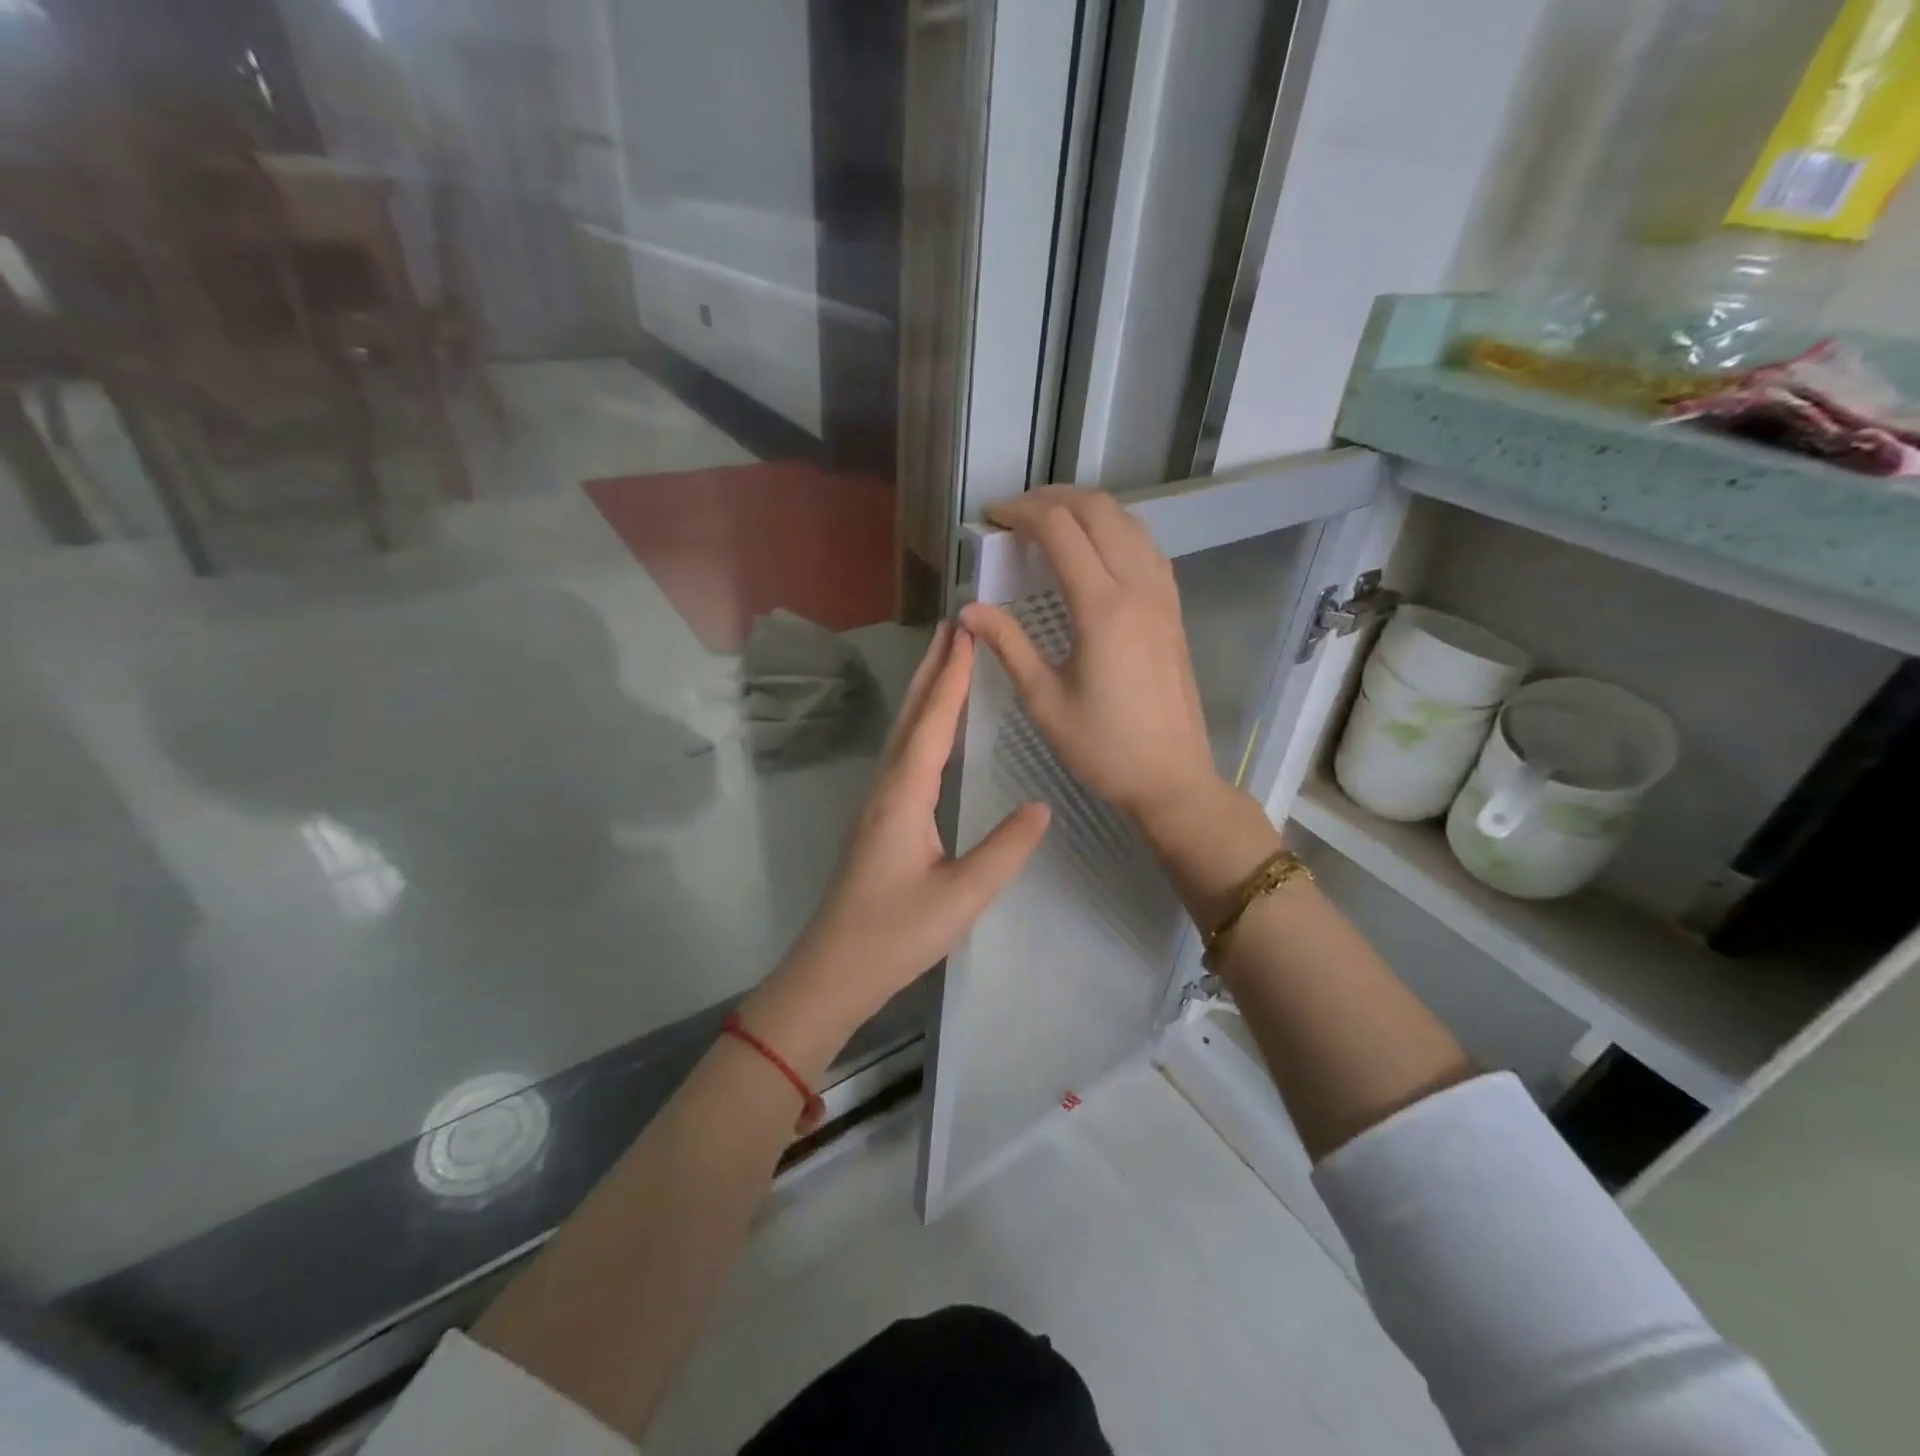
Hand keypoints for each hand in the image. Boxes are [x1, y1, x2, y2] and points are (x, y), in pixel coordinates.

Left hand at [744, 622, 1050, 1077]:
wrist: (833, 972)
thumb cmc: (895, 936)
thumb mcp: (961, 897)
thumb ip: (1004, 850)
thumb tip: (1042, 806)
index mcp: (904, 796)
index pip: (932, 723)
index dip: (952, 678)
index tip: (967, 633)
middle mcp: (885, 788)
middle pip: (910, 716)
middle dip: (932, 669)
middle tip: (953, 625)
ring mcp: (876, 803)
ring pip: (903, 732)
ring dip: (924, 691)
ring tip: (944, 660)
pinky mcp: (877, 820)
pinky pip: (902, 755)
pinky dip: (920, 724)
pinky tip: (930, 728)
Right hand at [961, 486, 1222, 830]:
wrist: (1171, 778)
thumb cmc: (1102, 747)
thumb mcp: (1044, 700)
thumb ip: (1008, 645)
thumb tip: (968, 610)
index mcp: (1102, 608)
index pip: (1059, 530)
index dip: (1021, 513)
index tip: (990, 518)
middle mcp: (1137, 588)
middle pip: (1098, 510)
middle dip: (1052, 499)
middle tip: (1015, 515)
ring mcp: (1162, 596)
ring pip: (1128, 521)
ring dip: (1087, 509)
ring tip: (1050, 523)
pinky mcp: (1172, 609)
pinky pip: (1146, 546)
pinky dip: (1115, 530)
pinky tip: (1094, 549)